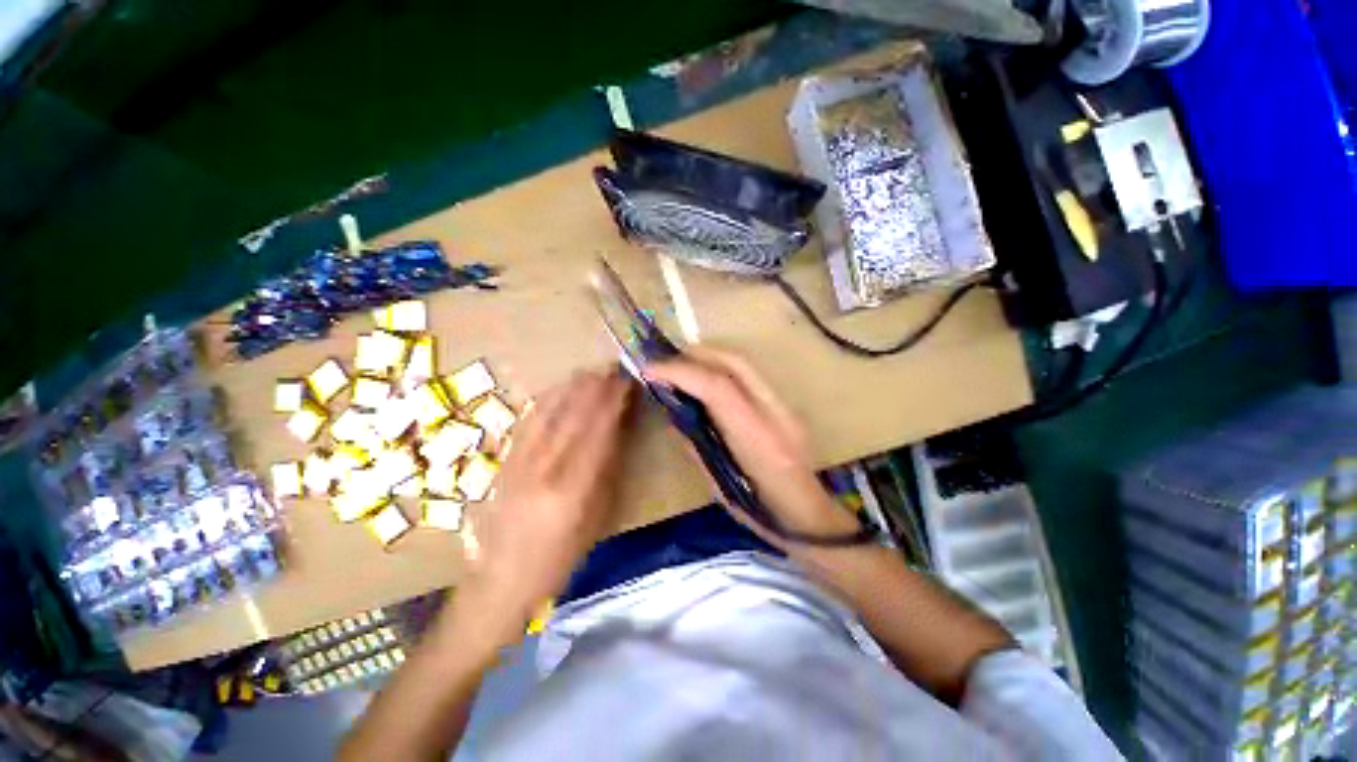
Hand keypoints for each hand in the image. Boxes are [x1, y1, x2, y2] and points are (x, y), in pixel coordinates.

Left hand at [463, 369, 635, 630]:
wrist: (499, 583)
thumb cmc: (560, 558)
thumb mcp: (597, 519)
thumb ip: (607, 471)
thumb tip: (617, 431)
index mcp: (572, 489)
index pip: (598, 432)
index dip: (613, 402)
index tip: (627, 381)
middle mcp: (543, 469)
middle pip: (572, 417)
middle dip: (594, 388)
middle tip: (612, 368)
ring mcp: (518, 464)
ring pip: (548, 414)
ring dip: (571, 389)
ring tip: (589, 372)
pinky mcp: (503, 463)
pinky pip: (526, 424)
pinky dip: (545, 402)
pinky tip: (556, 390)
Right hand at [644, 346, 857, 545]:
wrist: (811, 517)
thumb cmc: (761, 513)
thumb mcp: (718, 486)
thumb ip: (695, 446)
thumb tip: (673, 415)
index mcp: (757, 440)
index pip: (717, 388)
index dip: (680, 372)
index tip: (650, 370)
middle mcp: (775, 413)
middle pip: (734, 362)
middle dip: (694, 355)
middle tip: (664, 362)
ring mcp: (785, 406)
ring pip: (744, 363)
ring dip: (708, 357)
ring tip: (680, 366)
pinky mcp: (786, 404)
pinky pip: (749, 374)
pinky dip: (721, 367)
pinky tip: (705, 377)